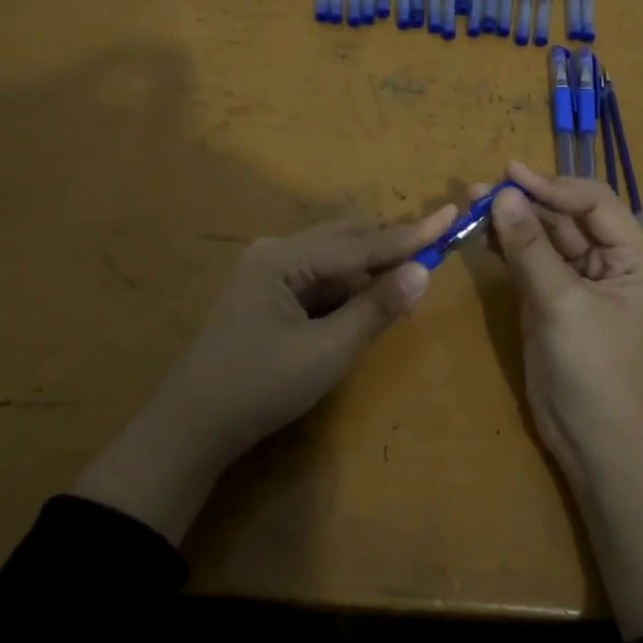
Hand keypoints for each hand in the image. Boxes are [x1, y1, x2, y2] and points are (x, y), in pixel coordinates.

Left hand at [76, 203, 456, 540]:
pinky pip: (318, 277)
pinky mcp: (266, 293)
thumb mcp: (327, 352)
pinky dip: (346, 288)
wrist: (190, 429)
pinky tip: (364, 304)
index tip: (452, 214)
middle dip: (390, 248)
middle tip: (434, 253)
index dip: (411, 234)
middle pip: (347, 238)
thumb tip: (423, 271)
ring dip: (369, 270)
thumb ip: (376, 308)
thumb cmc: (260, 388)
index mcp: (285, 258)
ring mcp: (267, 271)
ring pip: (333, 257)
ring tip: (404, 285)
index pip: (362, 243)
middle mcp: (276, 251)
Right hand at [479, 163, 642, 481]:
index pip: (594, 202)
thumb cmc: (595, 370)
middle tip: (478, 189)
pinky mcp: (549, 301)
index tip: (511, 176)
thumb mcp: (563, 304)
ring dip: (511, 221)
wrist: (596, 444)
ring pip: (543, 238)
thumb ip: (531, 249)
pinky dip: (506, 248)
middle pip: (565, 216)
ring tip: (471, 204)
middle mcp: (607, 262)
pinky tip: (481, 235)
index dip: (554, 185)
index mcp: (631, 257)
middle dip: (525, 201)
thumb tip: (502, 195)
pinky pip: (528, 263)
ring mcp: (576, 282)